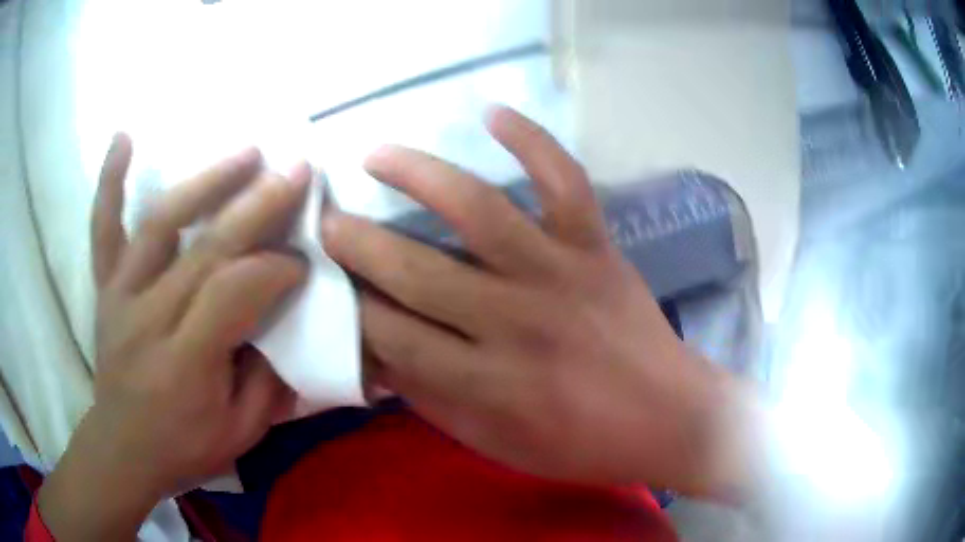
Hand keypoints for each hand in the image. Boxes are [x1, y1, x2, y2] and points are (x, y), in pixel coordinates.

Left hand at [39, 135, 308, 540]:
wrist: (122, 448)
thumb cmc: (184, 448)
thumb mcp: (241, 434)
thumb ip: (268, 380)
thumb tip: (291, 324)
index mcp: (186, 362)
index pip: (235, 294)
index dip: (276, 270)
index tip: (304, 261)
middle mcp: (149, 317)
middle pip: (206, 248)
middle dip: (259, 207)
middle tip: (298, 171)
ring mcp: (121, 294)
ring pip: (160, 223)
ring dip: (206, 182)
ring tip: (247, 152)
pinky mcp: (106, 286)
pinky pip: (103, 228)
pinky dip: (110, 181)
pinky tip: (124, 137)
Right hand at [323, 107, 753, 494]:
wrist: (666, 418)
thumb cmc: (578, 443)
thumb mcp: (492, 443)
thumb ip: (431, 398)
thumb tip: (376, 353)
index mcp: (484, 382)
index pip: (390, 335)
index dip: (349, 308)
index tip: (327, 284)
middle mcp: (514, 321)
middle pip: (415, 270)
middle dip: (357, 243)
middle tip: (326, 221)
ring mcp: (559, 274)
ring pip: (478, 210)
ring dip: (417, 175)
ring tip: (375, 156)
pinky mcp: (597, 248)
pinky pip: (564, 182)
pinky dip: (533, 140)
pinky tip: (493, 113)